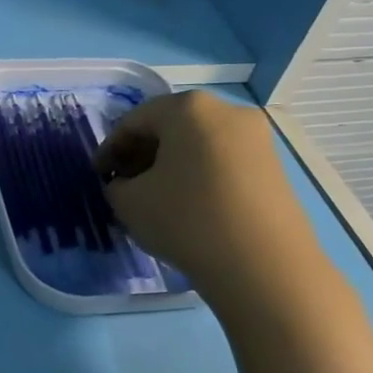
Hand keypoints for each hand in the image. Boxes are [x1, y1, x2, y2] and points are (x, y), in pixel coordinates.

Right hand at [94, 90, 317, 310]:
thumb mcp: (129, 203)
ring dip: (170, 166)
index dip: (109, 149)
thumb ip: (116, 185)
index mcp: (188, 108)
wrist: (263, 264)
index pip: (134, 121)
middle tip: (124, 186)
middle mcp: (226, 111)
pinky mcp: (273, 166)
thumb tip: (126, 184)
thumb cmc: (186, 219)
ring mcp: (256, 138)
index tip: (98, 177)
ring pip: (197, 144)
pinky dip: (198, 175)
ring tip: (154, 199)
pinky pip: (222, 161)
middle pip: (170, 127)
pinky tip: (187, 206)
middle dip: (142, 155)